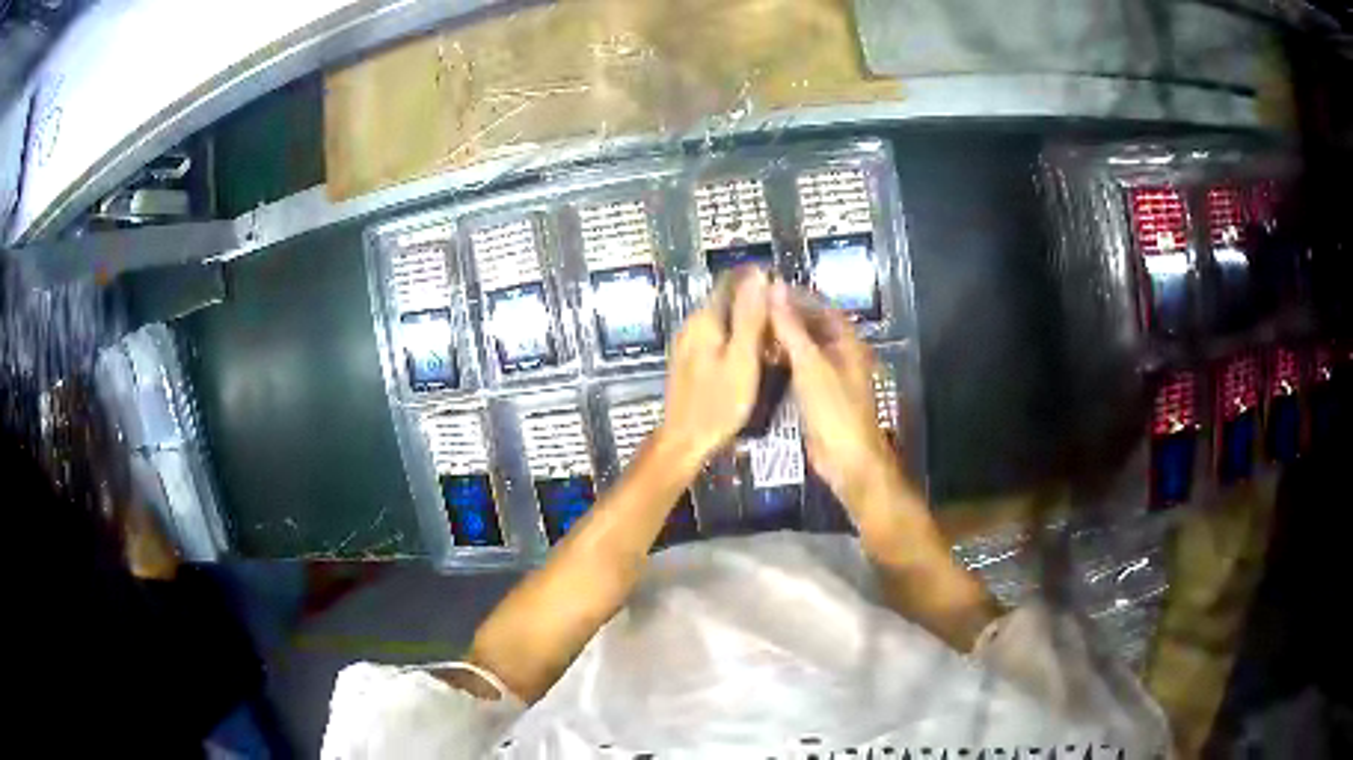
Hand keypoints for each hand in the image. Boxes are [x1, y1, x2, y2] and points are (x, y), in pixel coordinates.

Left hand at [658, 269, 769, 465]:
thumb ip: (750, 317)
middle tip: (787, 322)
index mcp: (704, 318)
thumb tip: (760, 277)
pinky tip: (756, 359)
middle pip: (729, 300)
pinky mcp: (692, 360)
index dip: (759, 281)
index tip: (786, 292)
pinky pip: (719, 339)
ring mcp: (690, 342)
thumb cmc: (718, 403)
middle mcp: (693, 324)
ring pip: (725, 320)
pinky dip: (739, 342)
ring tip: (778, 342)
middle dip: (758, 305)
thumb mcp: (742, 359)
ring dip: (751, 325)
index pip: (732, 281)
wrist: (685, 440)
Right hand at [767, 282, 898, 509]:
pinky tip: (758, 360)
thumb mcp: (810, 365)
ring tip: (747, 330)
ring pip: (802, 348)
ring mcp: (829, 375)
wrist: (846, 459)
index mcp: (846, 340)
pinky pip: (798, 369)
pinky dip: (781, 361)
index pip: (818, 306)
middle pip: (810, 326)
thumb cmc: (834, 409)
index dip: (792, 296)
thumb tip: (774, 288)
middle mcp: (840, 353)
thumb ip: (791, 327)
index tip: (761, 289)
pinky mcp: (818, 395)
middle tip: (748, 311)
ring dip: (780, 339)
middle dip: (783, 317)